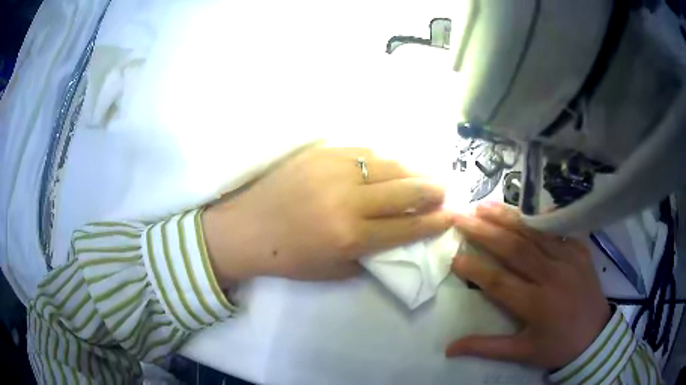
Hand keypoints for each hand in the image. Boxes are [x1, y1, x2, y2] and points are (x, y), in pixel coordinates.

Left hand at [203, 147, 454, 283]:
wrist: (246, 227)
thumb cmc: (288, 257)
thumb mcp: (333, 271)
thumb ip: (370, 255)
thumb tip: (399, 237)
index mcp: (350, 236)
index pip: (407, 227)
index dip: (435, 222)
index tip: (451, 216)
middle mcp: (348, 199)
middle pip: (407, 190)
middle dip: (433, 190)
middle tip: (444, 191)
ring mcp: (334, 169)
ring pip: (390, 163)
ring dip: (413, 170)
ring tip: (423, 175)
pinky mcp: (322, 151)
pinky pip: (365, 149)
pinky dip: (384, 158)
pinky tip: (391, 164)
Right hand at [446, 203, 610, 368]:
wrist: (595, 337)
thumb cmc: (557, 346)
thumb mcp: (522, 353)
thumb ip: (486, 348)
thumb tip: (449, 348)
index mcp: (536, 304)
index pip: (499, 281)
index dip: (475, 268)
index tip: (455, 256)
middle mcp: (552, 276)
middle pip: (515, 249)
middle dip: (485, 232)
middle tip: (462, 218)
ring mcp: (569, 259)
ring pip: (534, 233)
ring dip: (507, 217)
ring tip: (483, 206)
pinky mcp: (580, 250)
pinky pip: (558, 229)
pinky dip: (540, 217)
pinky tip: (525, 208)